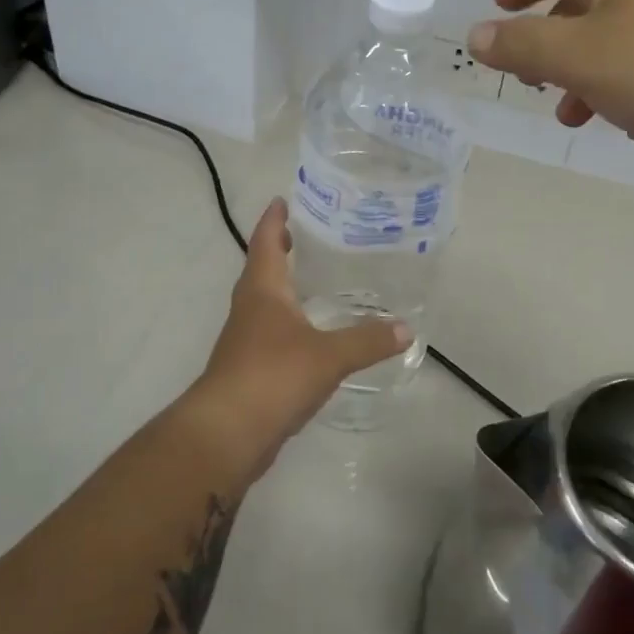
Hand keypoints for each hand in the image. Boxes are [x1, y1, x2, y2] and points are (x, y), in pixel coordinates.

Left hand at [195, 199, 409, 454]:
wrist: (227, 433)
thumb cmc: (273, 376)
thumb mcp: (328, 355)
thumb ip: (367, 340)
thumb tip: (406, 328)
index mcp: (263, 290)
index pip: (266, 242)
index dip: (274, 220)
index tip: (282, 200)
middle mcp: (250, 308)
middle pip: (262, 269)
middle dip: (280, 249)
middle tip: (307, 235)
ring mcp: (245, 339)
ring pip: (265, 302)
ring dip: (284, 287)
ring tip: (314, 279)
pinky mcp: (249, 368)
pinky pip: (271, 332)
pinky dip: (289, 322)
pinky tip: (311, 332)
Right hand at [466, 0, 633, 176]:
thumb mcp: (580, 56)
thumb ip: (524, 46)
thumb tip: (477, 35)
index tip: (497, 6)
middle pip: (592, 1)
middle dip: (553, 38)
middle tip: (531, 75)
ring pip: (624, 40)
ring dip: (588, 73)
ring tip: (573, 114)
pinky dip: (628, 88)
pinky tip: (631, 121)